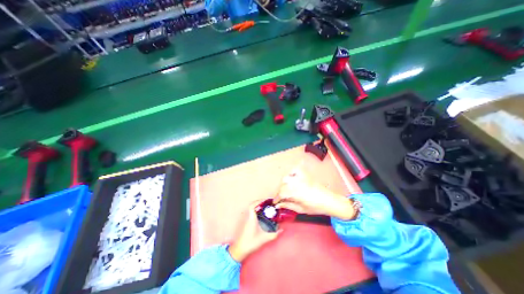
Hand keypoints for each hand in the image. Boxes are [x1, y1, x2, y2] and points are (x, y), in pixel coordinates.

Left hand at [227, 202, 280, 260]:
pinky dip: (256, 210)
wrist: (240, 249)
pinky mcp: (246, 222)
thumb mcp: (264, 238)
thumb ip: (274, 234)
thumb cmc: (251, 242)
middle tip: (267, 203)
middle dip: (259, 202)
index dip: (259, 201)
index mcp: (251, 218)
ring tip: (265, 207)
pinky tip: (261, 214)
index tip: (266, 200)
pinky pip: (251, 212)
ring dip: (257, 206)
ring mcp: (246, 219)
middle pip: (252, 205)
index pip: (252, 205)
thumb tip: (281, 229)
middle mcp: (248, 217)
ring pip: (251, 209)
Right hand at [275, 168, 355, 219]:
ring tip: (286, 189)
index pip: (281, 193)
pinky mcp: (305, 174)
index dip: (277, 198)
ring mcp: (301, 177)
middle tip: (281, 197)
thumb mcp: (300, 209)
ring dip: (283, 183)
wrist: (329, 200)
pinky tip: (291, 177)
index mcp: (296, 193)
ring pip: (286, 177)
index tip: (275, 202)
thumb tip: (279, 205)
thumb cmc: (316, 207)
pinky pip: (295, 170)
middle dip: (280, 192)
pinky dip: (291, 172)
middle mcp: (297, 183)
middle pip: (282, 185)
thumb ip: (288, 205)